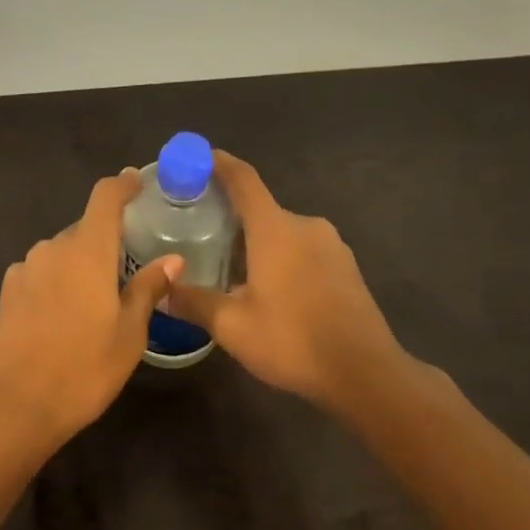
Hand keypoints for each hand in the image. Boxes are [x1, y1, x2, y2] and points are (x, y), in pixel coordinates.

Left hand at [0, 170, 181, 446]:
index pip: (104, 197)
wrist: (12, 406)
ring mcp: (25, 268)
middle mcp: (52, 248)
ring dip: (80, 263)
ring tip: (96, 300)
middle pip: (84, 228)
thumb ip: (147, 289)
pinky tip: (63, 316)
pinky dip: (57, 281)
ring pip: (61, 252)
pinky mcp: (7, 291)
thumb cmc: (82, 369)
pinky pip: (41, 272)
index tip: (136, 180)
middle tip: (127, 267)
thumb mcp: (128, 334)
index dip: (122, 184)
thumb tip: (173, 259)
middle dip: (106, 240)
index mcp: (87, 250)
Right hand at [168, 151, 404, 411]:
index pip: (243, 180)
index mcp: (275, 229)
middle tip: (202, 229)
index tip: (198, 156)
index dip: (219, 163)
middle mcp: (305, 225)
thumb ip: (195, 303)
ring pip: (284, 231)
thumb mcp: (233, 327)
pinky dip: (282, 256)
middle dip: (232, 215)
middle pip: (261, 208)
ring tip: (232, 265)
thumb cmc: (293, 341)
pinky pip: (304, 249)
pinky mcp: (346, 267)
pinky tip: (270, 287)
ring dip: (258, 240)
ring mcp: (331, 245)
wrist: (366, 374)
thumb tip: (164, 289)